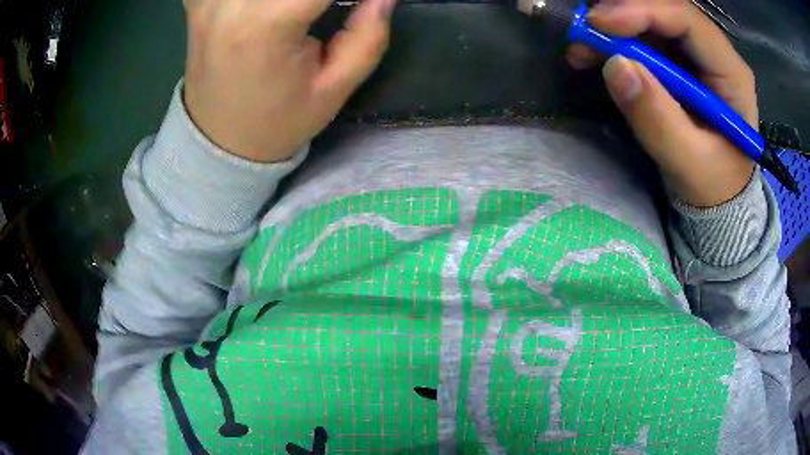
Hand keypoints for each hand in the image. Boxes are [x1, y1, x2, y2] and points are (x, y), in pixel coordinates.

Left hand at [182, 0, 396, 162]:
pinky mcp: (197, 3)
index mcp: (266, 23)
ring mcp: (207, 0)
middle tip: (329, 9)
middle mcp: (230, 2)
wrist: (218, 143)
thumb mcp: (335, 89)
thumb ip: (369, 35)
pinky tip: (261, 5)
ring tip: (301, 10)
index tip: (365, 2)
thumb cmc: (277, 121)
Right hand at [567, 0, 756, 206]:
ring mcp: (695, 53)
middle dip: (621, 14)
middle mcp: (713, 51)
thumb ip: (658, 119)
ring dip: (613, 26)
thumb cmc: (713, 186)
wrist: (717, 198)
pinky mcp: (678, 60)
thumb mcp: (688, 163)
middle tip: (585, 33)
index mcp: (731, 72)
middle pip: (665, 10)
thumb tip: (615, 66)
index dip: (643, 11)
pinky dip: (615, 39)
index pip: (687, 19)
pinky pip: (643, 36)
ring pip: (650, 18)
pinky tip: (595, 54)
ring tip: (583, 48)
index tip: (600, 24)